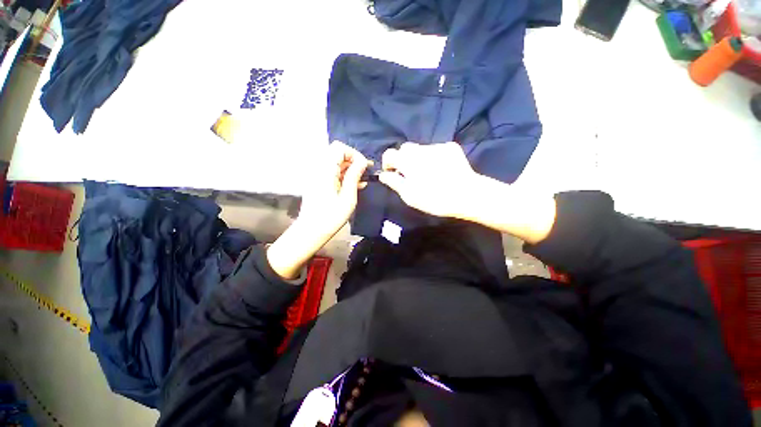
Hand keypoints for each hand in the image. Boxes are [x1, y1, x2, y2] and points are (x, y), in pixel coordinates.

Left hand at [267, 142, 369, 278]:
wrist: (311, 231)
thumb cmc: (331, 217)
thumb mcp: (348, 197)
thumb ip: (354, 176)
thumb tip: (363, 162)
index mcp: (325, 170)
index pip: (339, 148)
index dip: (354, 154)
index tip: (365, 167)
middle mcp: (319, 168)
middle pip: (337, 154)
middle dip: (353, 161)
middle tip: (366, 173)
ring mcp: (317, 176)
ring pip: (336, 163)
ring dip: (350, 169)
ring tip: (362, 181)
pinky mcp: (319, 182)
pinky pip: (333, 173)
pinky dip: (344, 176)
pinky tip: (355, 186)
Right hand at [378, 142, 555, 243]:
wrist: (467, 194)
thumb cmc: (434, 199)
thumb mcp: (409, 196)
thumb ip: (394, 182)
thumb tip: (383, 175)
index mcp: (407, 161)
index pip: (389, 153)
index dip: (388, 163)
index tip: (392, 173)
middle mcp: (420, 149)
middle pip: (405, 149)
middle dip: (404, 159)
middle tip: (410, 174)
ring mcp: (436, 146)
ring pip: (421, 149)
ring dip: (420, 158)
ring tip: (429, 173)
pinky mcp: (450, 147)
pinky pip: (436, 149)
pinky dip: (434, 157)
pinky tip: (442, 169)